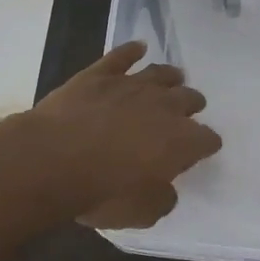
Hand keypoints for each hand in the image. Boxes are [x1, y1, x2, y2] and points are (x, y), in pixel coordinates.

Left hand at [25, 40, 221, 228]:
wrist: (52, 160)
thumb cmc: (102, 192)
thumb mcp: (141, 213)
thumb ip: (162, 199)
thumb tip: (166, 189)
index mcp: (181, 141)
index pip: (206, 139)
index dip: (205, 145)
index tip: (201, 150)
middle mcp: (164, 106)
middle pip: (189, 99)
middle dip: (191, 106)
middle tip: (187, 113)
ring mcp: (131, 85)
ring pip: (160, 73)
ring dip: (170, 77)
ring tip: (174, 78)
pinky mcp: (99, 74)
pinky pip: (122, 56)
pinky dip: (131, 51)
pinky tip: (138, 47)